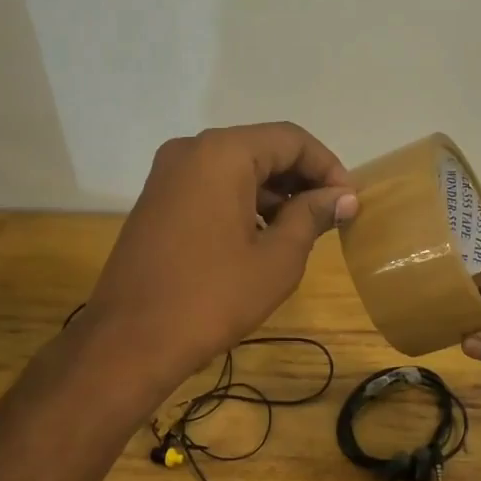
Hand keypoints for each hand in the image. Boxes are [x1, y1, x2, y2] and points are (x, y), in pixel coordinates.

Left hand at [88, 123, 356, 381]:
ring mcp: (167, 175)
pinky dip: (242, 203)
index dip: (327, 166)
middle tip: (331, 216)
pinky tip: (262, 237)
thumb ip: (312, 217)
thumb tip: (342, 197)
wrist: (131, 340)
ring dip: (272, 193)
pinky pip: (210, 187)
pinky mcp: (156, 200)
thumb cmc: (212, 297)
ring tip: (302, 231)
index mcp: (222, 153)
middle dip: (300, 180)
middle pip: (261, 149)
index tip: (349, 202)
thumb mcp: (276, 259)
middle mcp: (191, 150)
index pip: (290, 139)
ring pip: (235, 169)